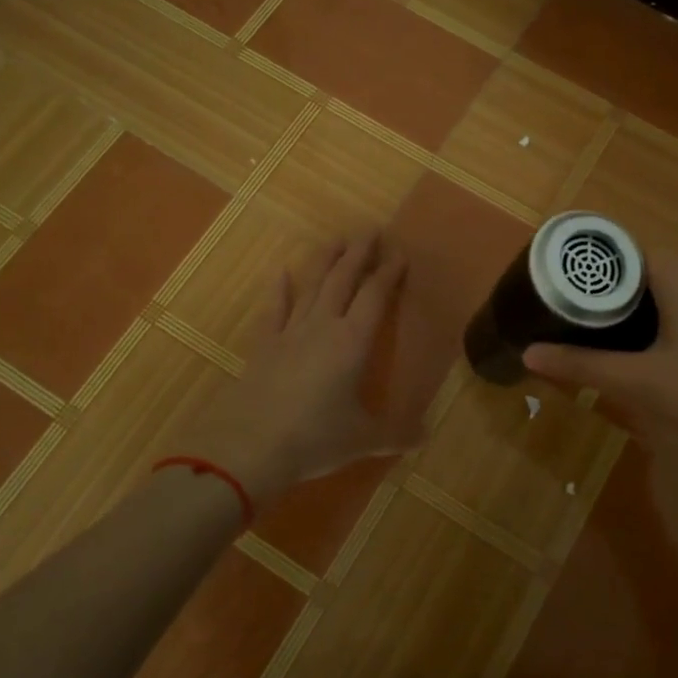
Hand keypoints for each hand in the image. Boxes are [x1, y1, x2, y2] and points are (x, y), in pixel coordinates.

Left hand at [182, 230, 414, 505]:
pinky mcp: (264, 346)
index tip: (399, 252)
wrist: (250, 447)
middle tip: (370, 230)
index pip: (375, 296)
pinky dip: (278, 290)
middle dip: (358, 253)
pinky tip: (280, 272)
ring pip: (312, 286)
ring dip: (325, 261)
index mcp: (352, 342)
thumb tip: (427, 435)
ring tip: (336, 238)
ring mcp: (290, 333)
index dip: (388, 272)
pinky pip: (274, 310)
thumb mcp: (363, 439)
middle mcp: (323, 327)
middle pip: (343, 280)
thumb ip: (397, 433)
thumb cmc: (315, 438)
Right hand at [522, 253, 677, 454]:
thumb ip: (582, 366)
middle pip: (654, 272)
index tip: (578, 312)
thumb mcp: (641, 383)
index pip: (623, 260)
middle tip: (606, 339)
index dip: (598, 285)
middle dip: (629, 301)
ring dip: (664, 310)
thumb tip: (527, 355)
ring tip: (645, 349)